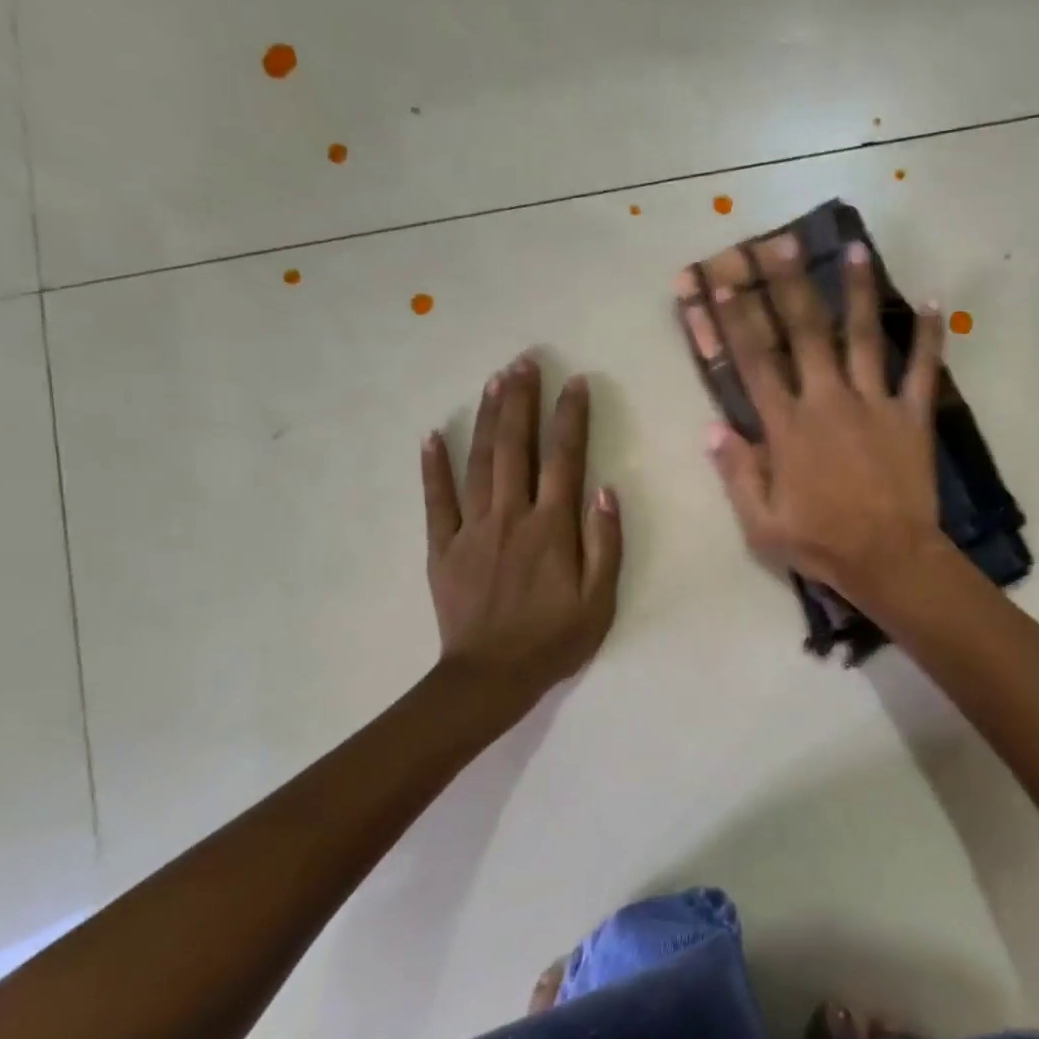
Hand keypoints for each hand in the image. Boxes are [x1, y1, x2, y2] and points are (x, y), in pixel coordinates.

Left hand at [422, 355, 622, 705]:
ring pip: (478, 462)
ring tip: (493, 380)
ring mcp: (471, 529)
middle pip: (515, 447)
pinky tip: (432, 435)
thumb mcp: (599, 601)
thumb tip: (606, 490)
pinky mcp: (443, 547)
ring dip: (486, 418)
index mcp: (551, 528)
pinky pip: (436, 500)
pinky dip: (433, 466)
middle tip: (524, 360)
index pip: (564, 459)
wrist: (490, 678)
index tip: (575, 383)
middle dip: (521, 400)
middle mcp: (510, 516)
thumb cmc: (553, 641)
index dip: (571, 418)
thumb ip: (605, 544)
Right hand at [699, 234, 949, 609]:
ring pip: (864, 337)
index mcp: (787, 427)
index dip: (734, 320)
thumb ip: (737, 473)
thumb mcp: (761, 523)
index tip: (721, 282)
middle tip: (780, 243)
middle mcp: (828, 401)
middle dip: (789, 285)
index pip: (754, 362)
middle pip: (806, 332)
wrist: (888, 559)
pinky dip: (929, 337)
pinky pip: (922, 370)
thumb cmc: (820, 544)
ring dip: (858, 292)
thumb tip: (713, 428)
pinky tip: (933, 302)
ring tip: (856, 250)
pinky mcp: (911, 417)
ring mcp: (874, 404)